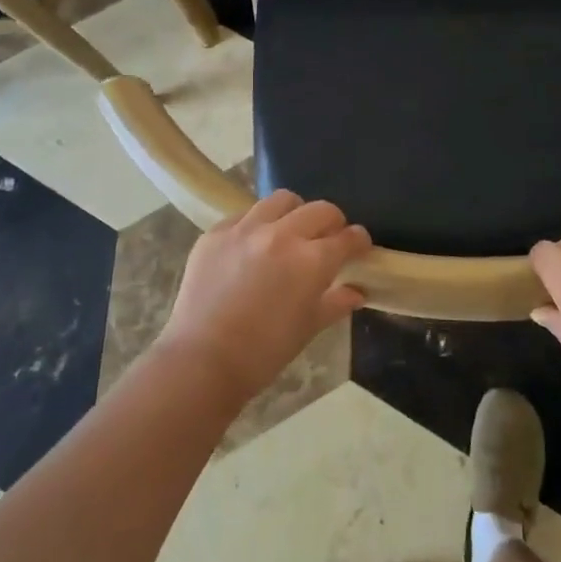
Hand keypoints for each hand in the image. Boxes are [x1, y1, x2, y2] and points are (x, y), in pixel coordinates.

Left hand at [156, 190, 371, 403]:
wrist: (201, 361)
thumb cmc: (263, 352)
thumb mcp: (308, 328)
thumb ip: (336, 303)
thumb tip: (357, 292)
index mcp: (311, 260)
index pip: (347, 238)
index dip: (358, 241)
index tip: (359, 246)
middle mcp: (282, 234)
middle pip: (319, 210)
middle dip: (332, 222)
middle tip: (328, 238)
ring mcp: (246, 229)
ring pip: (281, 200)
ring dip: (294, 213)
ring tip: (289, 231)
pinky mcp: (216, 233)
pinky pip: (243, 215)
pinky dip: (256, 224)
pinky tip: (252, 244)